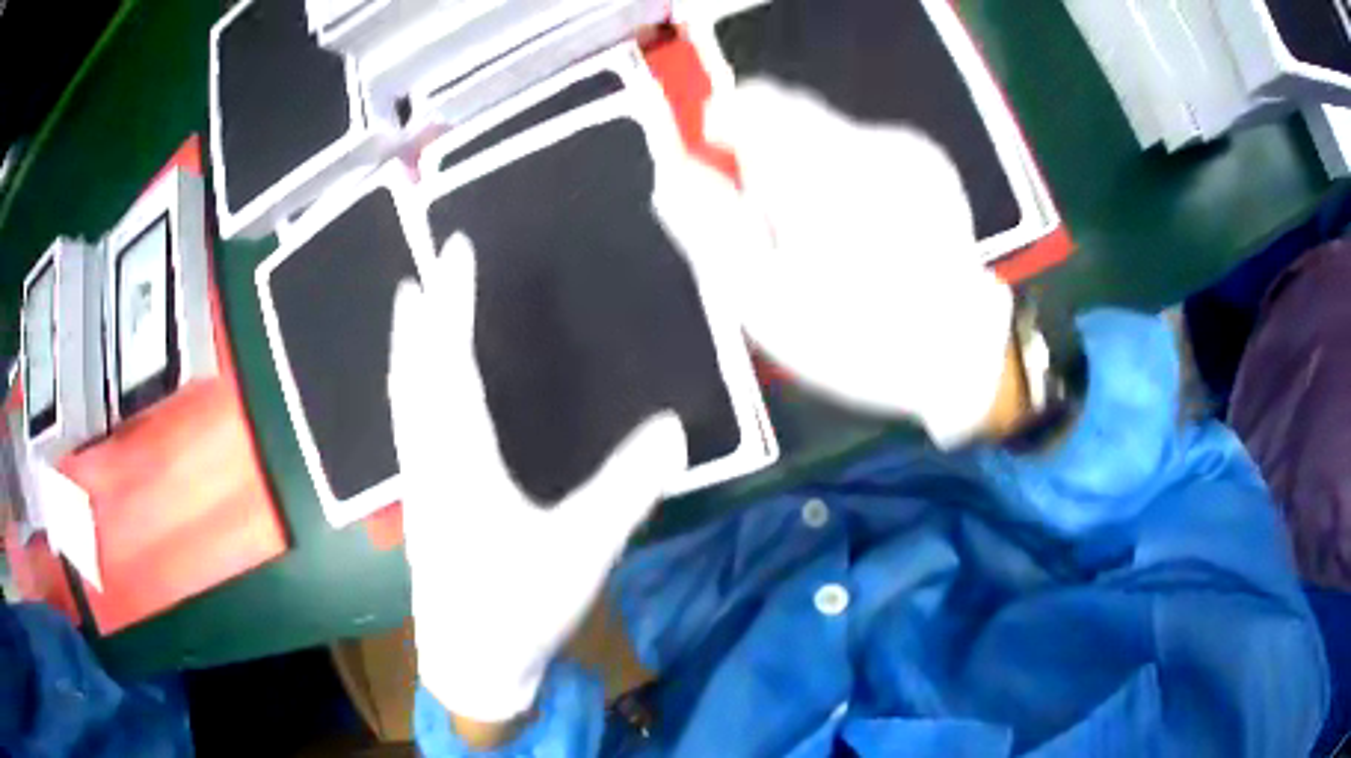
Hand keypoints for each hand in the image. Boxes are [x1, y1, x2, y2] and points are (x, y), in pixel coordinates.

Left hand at [389, 234, 687, 724]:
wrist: (471, 663)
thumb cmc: (519, 608)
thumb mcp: (582, 550)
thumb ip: (628, 488)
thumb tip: (676, 427)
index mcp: (461, 460)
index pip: (452, 361)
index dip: (454, 300)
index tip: (456, 251)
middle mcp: (429, 460)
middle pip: (414, 373)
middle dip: (418, 318)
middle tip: (420, 274)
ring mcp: (420, 484)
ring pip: (403, 400)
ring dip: (407, 351)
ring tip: (410, 316)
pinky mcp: (422, 505)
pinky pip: (408, 426)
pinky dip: (409, 390)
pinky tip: (419, 394)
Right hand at [702, 78, 1014, 444]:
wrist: (955, 354)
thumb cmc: (852, 339)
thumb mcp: (763, 303)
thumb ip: (710, 228)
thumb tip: (672, 172)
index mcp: (822, 176)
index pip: (754, 105)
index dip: (724, 126)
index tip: (720, 165)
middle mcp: (868, 145)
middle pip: (790, 113)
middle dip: (767, 157)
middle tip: (776, 225)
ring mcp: (906, 149)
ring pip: (825, 132)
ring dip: (808, 170)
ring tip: (827, 237)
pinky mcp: (929, 160)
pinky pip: (864, 147)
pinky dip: (848, 177)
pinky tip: (866, 229)